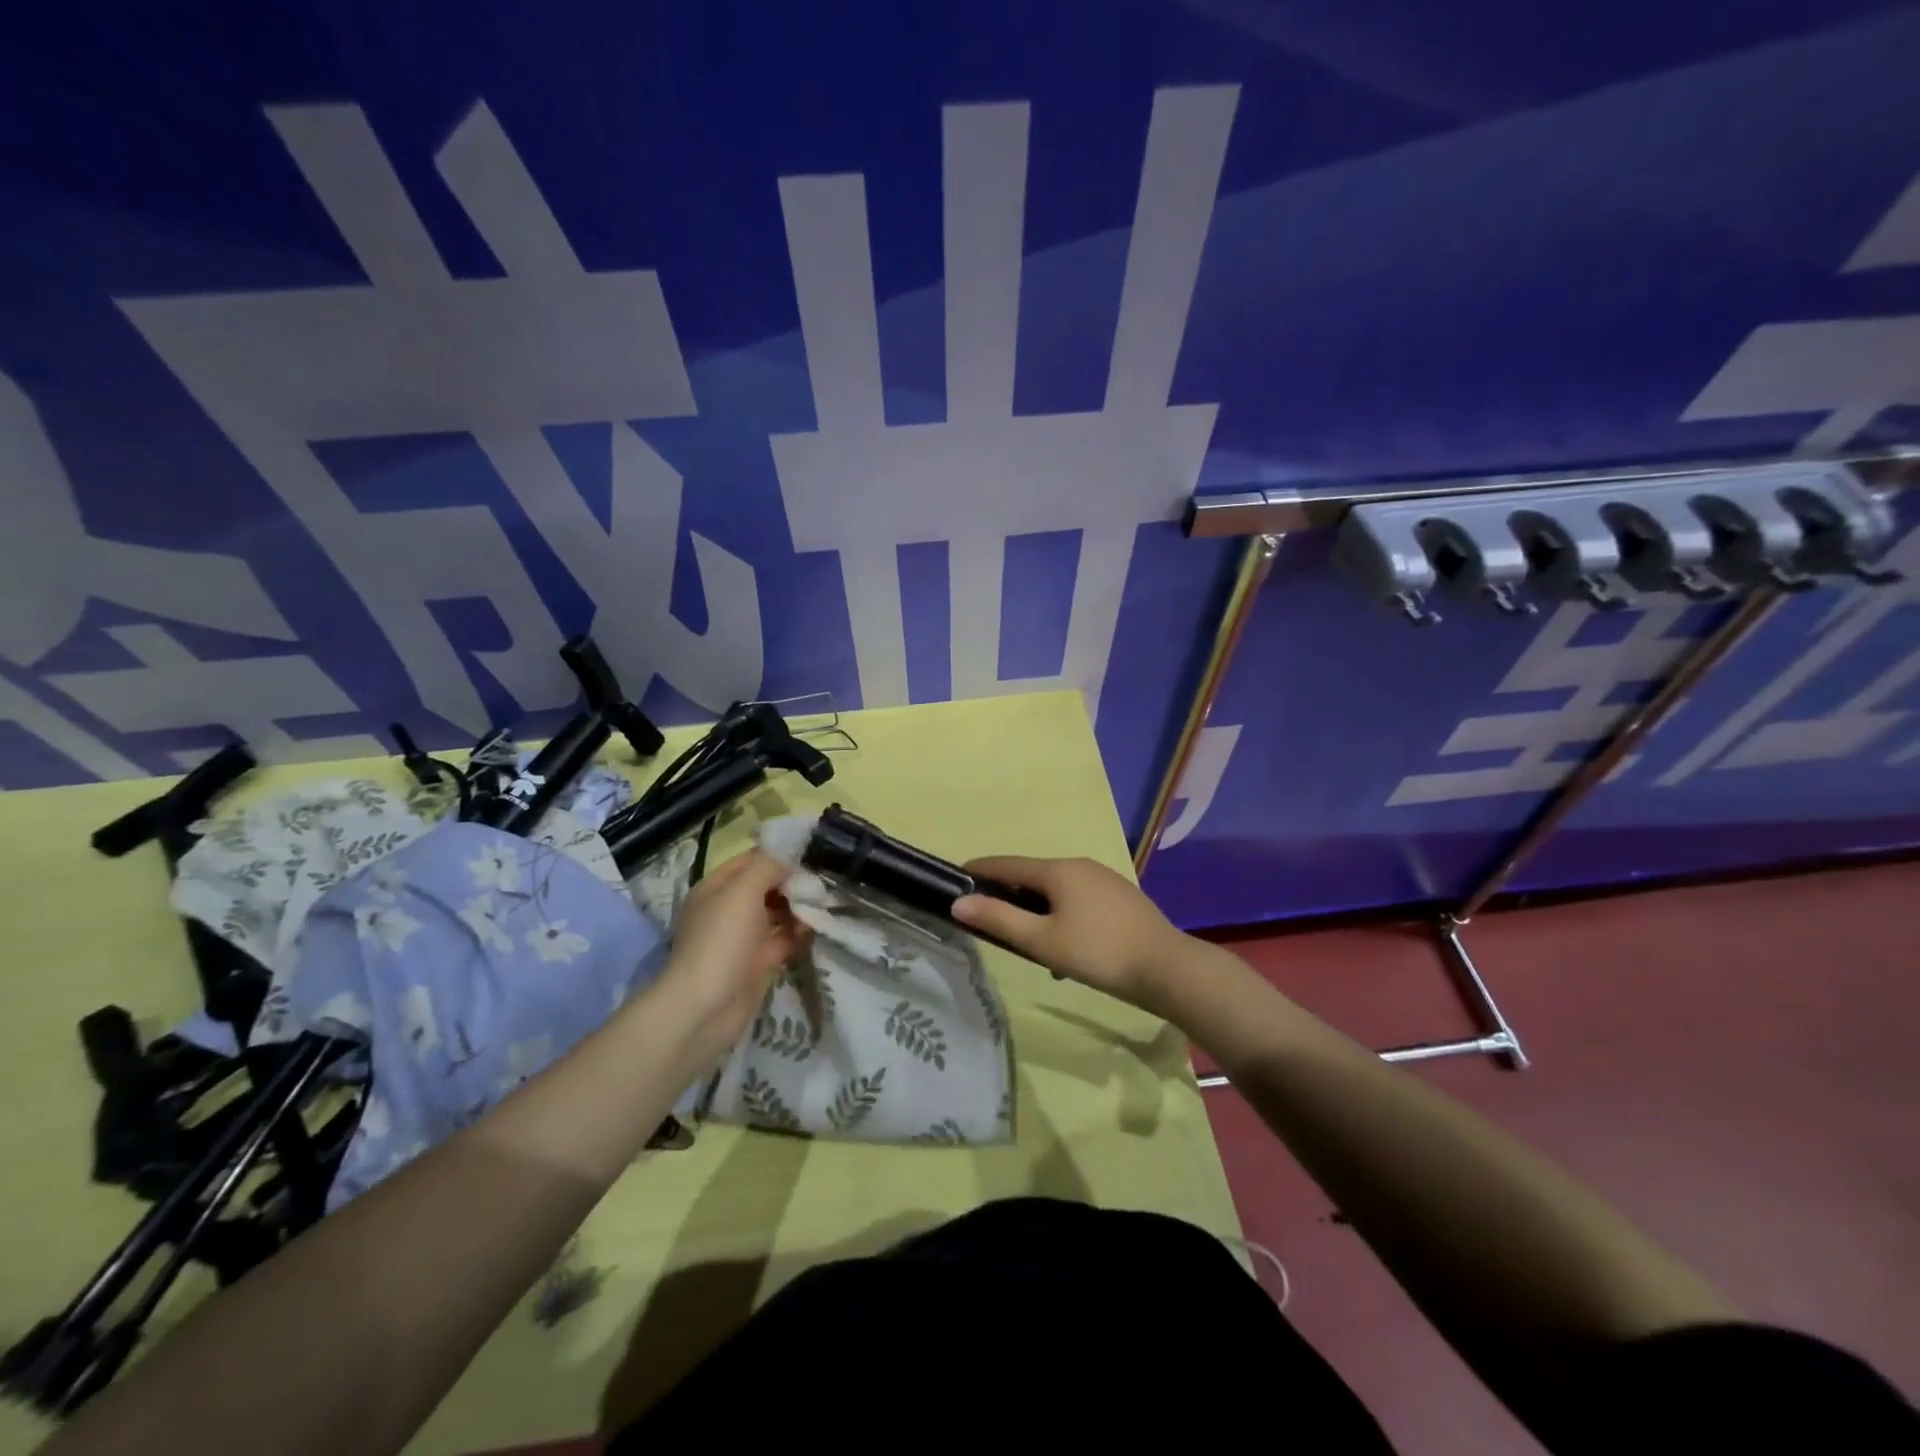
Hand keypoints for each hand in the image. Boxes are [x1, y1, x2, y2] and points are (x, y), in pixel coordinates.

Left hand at [654, 850, 810, 1062]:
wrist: (704, 1009)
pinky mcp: (758, 963)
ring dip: (801, 908)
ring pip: (778, 913)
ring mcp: (743, 938)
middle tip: (827, 878)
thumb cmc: (720, 941)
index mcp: (717, 888)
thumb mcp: (743, 892)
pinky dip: (800, 934)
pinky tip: (818, 929)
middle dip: (795, 882)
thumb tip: (792, 847)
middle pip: (768, 886)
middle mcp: (729, 909)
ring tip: (828, 902)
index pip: (753, 859)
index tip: (815, 850)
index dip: (781, 853)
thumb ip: (769, 865)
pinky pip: (784, 940)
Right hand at [952, 856, 1186, 1012]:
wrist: (1167, 968)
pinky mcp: (1120, 897)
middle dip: (1010, 896)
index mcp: (1058, 870)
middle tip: (991, 921)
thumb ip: (1000, 920)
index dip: (979, 871)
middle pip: (1033, 876)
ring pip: (1058, 892)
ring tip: (1032, 946)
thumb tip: (959, 903)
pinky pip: (1079, 901)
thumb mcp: (1042, 941)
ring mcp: (1104, 879)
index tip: (956, 879)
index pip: (1007, 863)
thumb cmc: (1098, 952)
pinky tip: (1069, 951)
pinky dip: (1063, 917)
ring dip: (1039, 912)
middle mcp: (1080, 865)